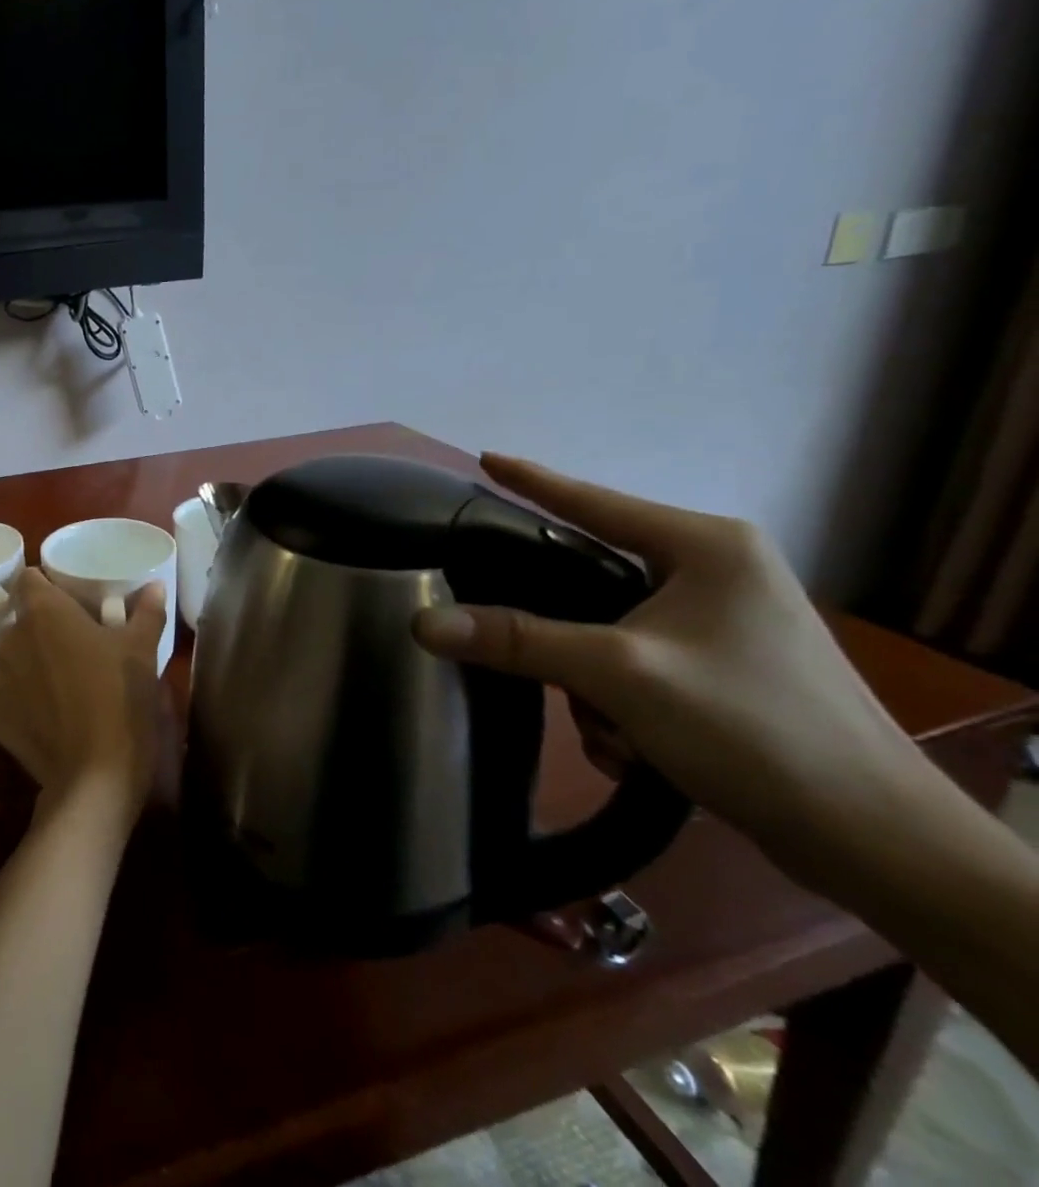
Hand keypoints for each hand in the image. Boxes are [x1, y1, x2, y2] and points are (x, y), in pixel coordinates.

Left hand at [0, 570, 171, 822]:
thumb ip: (147, 612)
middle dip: (45, 629)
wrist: (95, 776)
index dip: (47, 586)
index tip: (70, 600)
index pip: (28, 579)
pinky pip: (6, 698)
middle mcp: (11, 639)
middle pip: (22, 621)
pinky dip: (23, 702)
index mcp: (43, 613)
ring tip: (65, 683)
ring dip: (32, 663)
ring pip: (13, 658)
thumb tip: (155, 586)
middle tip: (78, 644)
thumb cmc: (120, 698)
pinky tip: (49, 717)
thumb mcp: (142, 651)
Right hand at [411, 455, 929, 863]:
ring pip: (606, 631)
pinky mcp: (723, 668)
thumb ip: (517, 640)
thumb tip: (423, 622)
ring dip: (595, 688)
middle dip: (564, 638)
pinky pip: (634, 666)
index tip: (483, 457)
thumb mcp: (620, 674)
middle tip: (549, 670)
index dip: (531, 480)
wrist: (875, 842)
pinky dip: (622, 707)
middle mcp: (716, 572)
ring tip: (617, 735)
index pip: (592, 500)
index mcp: (705, 547)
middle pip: (591, 578)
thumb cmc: (752, 728)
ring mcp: (723, 622)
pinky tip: (639, 750)